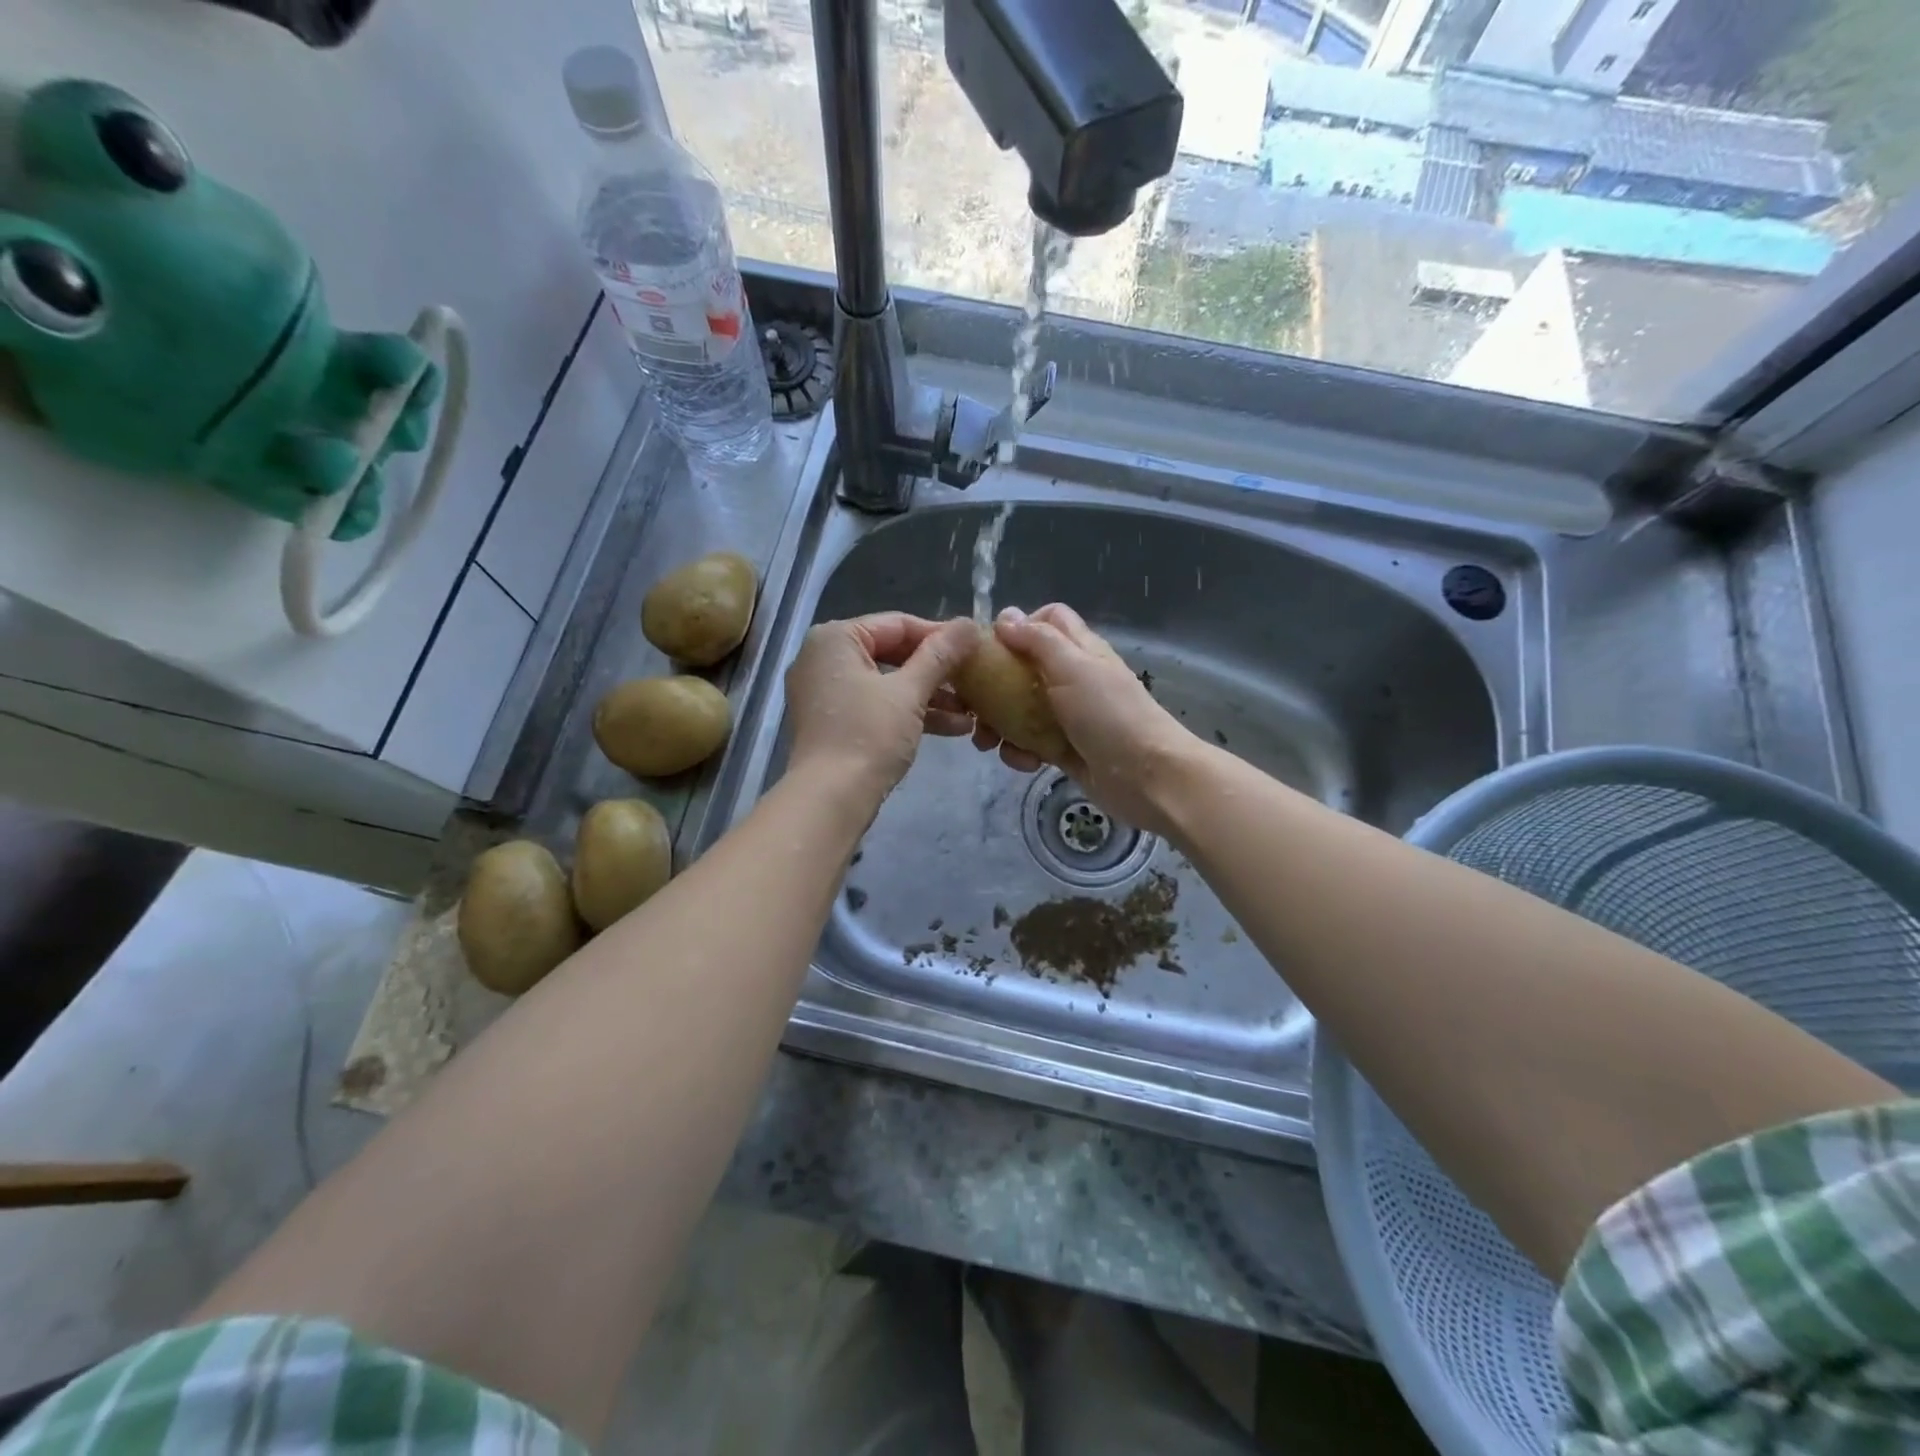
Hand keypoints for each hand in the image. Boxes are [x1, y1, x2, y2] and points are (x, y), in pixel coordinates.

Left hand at [785, 613, 979, 799]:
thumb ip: (941, 655)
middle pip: (893, 653)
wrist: (830, 799)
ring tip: (972, 711)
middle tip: (974, 680)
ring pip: (887, 683)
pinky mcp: (833, 722)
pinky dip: (909, 713)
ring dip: (930, 696)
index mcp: (836, 638)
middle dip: (937, 671)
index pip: (898, 624)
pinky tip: (952, 729)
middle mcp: (824, 657)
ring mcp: (826, 692)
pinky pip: (876, 705)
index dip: (941, 636)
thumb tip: (970, 624)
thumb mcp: (910, 692)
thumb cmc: (869, 736)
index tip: (976, 648)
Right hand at [971, 604, 1196, 835]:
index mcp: (1080, 650)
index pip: (1049, 619)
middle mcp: (1073, 679)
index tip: (993, 648)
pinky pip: (1031, 744)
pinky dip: (1021, 752)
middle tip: (973, 704)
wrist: (1147, 777)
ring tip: (987, 743)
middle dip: (995, 685)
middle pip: (1025, 667)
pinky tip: (1023, 763)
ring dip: (1000, 724)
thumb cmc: (1109, 715)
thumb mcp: (1072, 668)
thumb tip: (1005, 616)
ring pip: (1021, 709)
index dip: (1020, 626)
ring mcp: (1069, 716)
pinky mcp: (1064, 750)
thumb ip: (1038, 640)